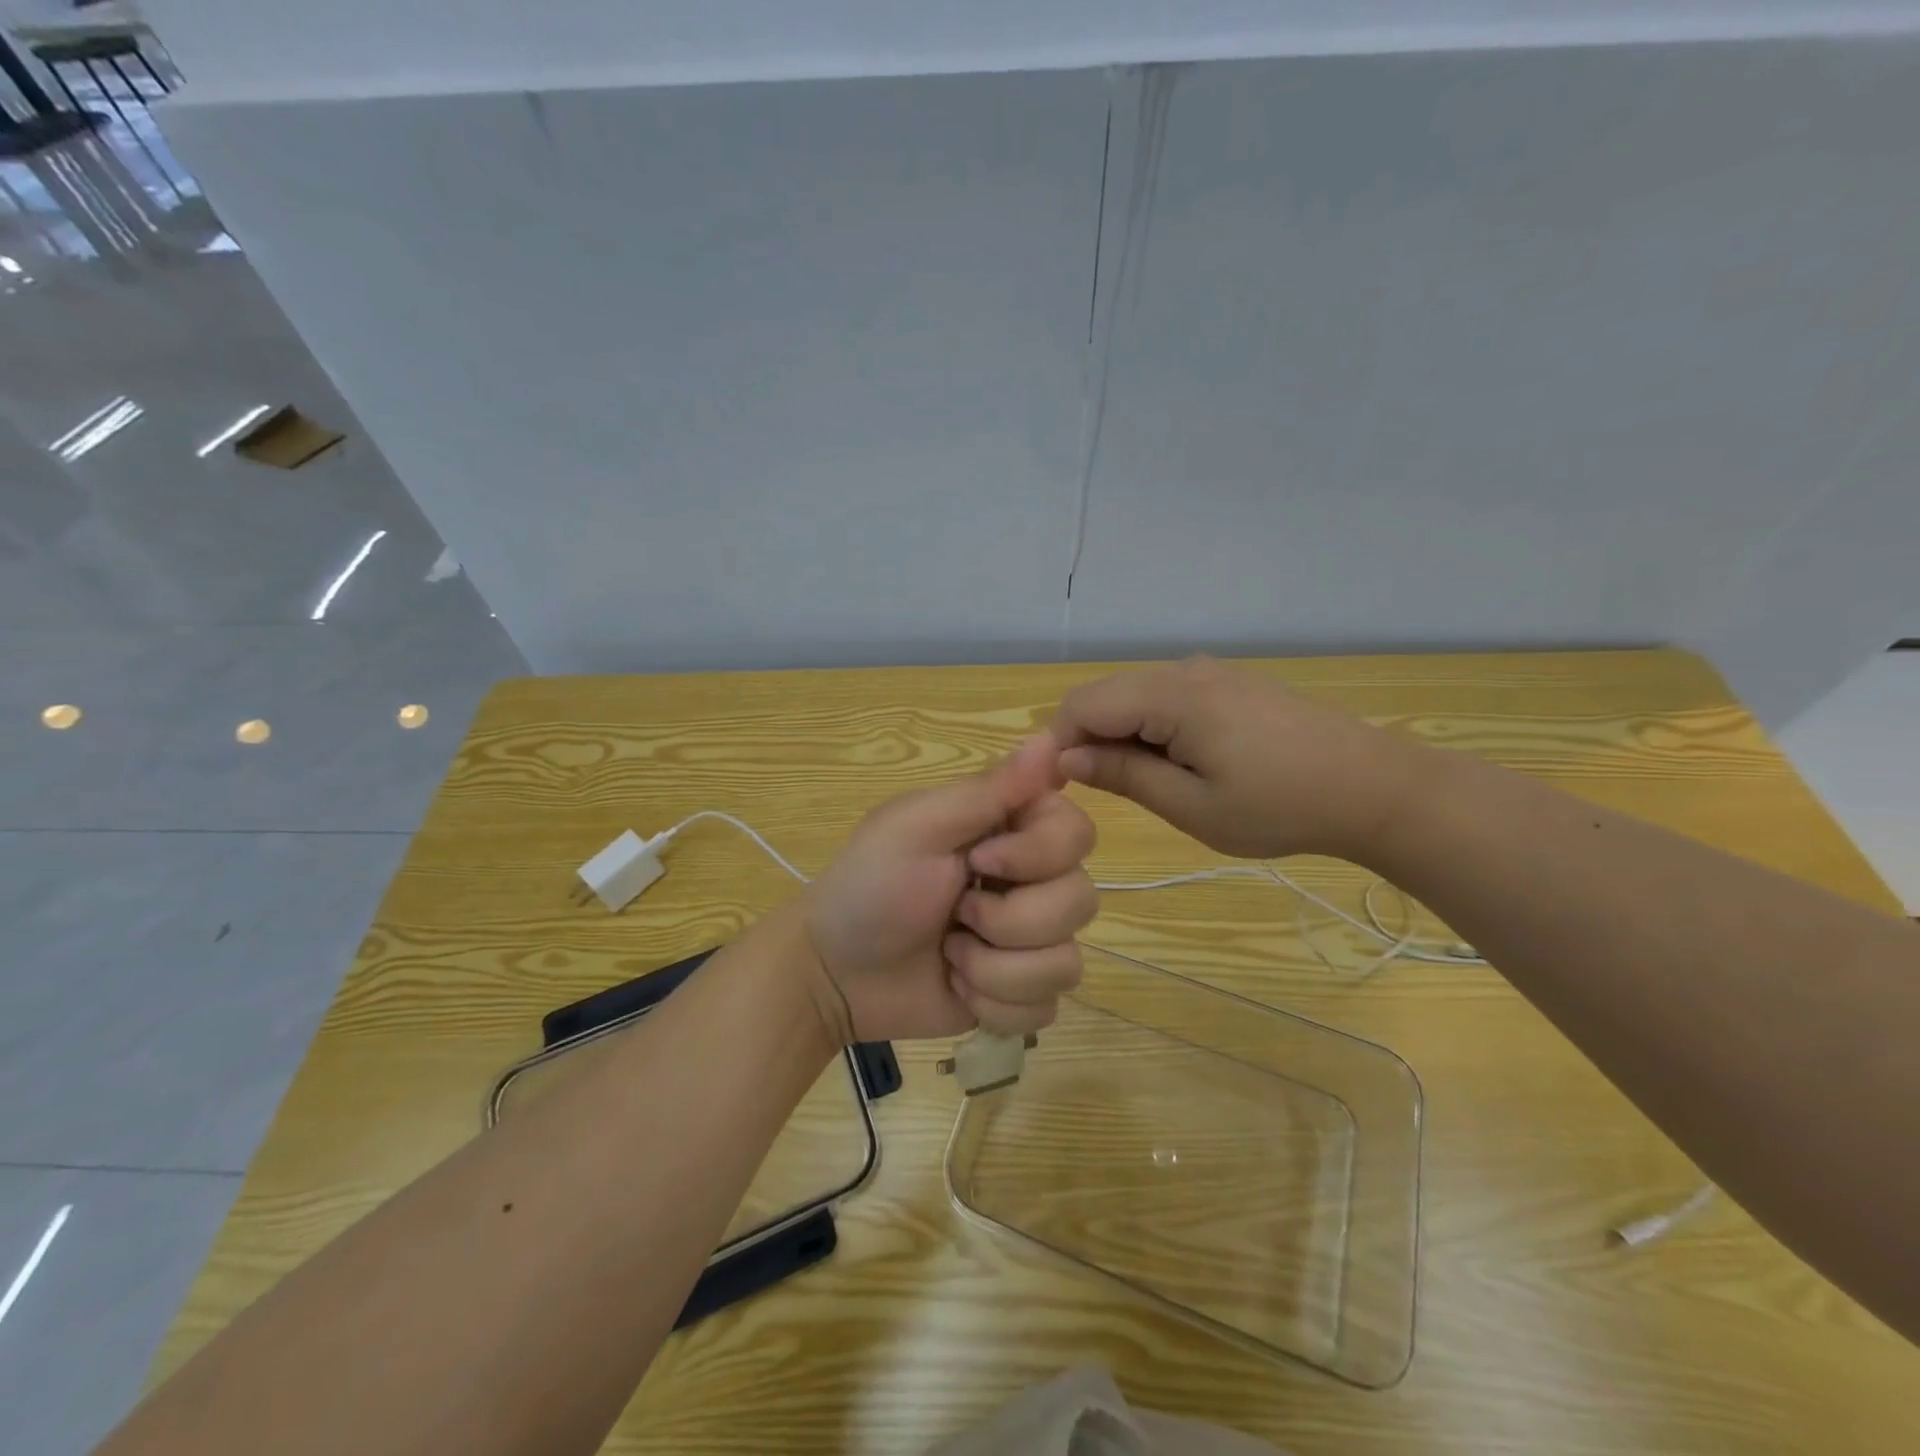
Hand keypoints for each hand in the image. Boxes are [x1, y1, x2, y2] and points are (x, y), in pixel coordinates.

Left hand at [802, 734, 1098, 1042]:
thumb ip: (989, 790)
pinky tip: (959, 988)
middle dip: (1010, 921)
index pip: (1078, 832)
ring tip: (951, 956)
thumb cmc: (870, 885)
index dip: (1038, 855)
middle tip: (956, 914)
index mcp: (1011, 830)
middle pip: (1081, 901)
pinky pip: (1045, 1008)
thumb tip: (1051, 737)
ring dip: (996, 968)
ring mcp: (1030, 942)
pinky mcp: (1021, 994)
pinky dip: (995, 1005)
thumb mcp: (919, 828)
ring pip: (1067, 964)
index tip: (979, 861)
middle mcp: (1032, 881)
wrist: (835, 971)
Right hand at [1051, 657, 1429, 861]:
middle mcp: (1184, 670)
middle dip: (1087, 738)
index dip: (1057, 742)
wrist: (1374, 787)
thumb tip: (1068, 756)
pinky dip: (1152, 728)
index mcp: (1172, 696)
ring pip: (1135, 695)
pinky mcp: (1229, 683)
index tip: (1059, 788)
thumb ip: (1124, 774)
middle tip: (1103, 792)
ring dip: (1121, 734)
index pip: (1082, 703)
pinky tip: (1182, 763)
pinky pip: (1167, 697)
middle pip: (1105, 694)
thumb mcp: (1193, 806)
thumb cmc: (1281, 806)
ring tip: (1148, 783)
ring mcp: (1210, 672)